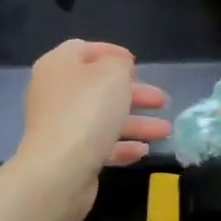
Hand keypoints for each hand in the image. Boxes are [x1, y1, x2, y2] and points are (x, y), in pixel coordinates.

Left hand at [15, 41, 168, 217]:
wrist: (59, 170)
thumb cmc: (88, 110)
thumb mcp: (113, 72)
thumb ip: (119, 63)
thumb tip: (118, 68)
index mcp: (59, 66)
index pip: (85, 49)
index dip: (112, 53)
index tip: (138, 63)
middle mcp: (55, 93)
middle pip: (99, 87)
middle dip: (135, 94)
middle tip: (162, 101)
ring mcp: (59, 126)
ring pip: (103, 118)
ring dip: (136, 122)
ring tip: (165, 131)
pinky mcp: (66, 155)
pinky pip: (98, 144)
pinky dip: (121, 145)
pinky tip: (143, 151)